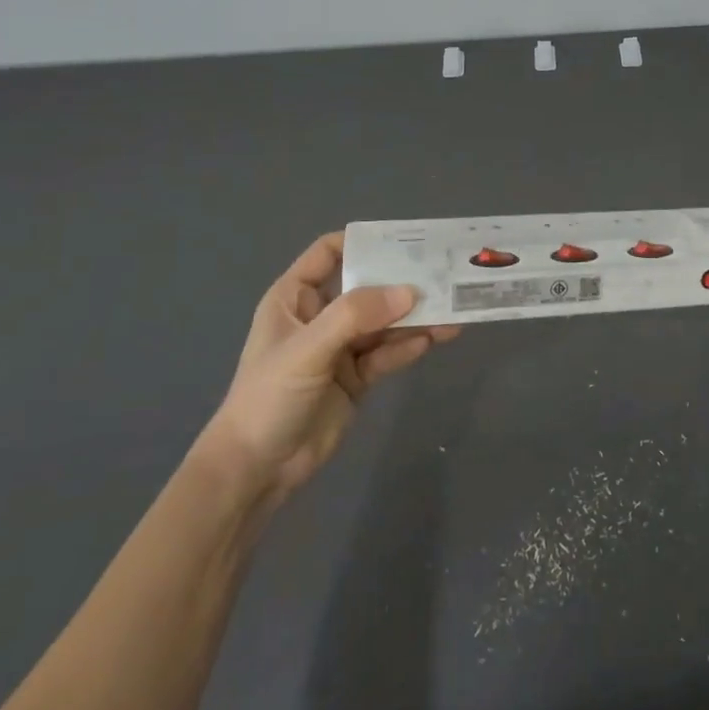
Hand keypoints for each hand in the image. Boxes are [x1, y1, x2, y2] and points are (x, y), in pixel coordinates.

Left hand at [201, 233, 459, 502]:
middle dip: (401, 281)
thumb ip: (355, 316)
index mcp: (296, 297)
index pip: (330, 253)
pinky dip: (409, 346)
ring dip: (414, 317)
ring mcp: (340, 348)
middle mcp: (320, 316)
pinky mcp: (357, 378)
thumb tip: (409, 291)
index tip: (405, 239)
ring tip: (452, 310)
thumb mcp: (308, 349)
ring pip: (383, 322)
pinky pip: (387, 354)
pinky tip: (433, 340)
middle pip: (367, 287)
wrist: (257, 470)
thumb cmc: (269, 397)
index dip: (364, 241)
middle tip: (442, 273)